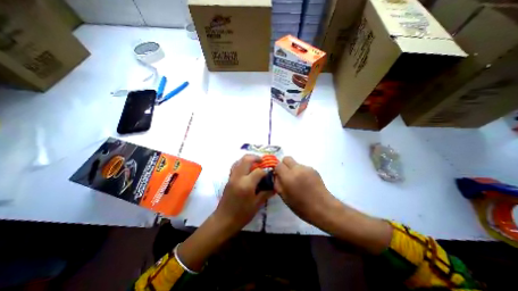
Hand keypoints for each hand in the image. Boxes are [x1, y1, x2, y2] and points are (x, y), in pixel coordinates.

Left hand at [178, 156, 272, 271]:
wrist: (224, 220)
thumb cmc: (242, 214)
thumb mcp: (257, 205)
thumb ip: (266, 193)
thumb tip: (274, 186)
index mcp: (246, 184)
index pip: (258, 171)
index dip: (265, 172)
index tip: (269, 174)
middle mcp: (238, 177)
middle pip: (246, 159)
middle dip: (256, 158)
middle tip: (262, 161)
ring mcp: (232, 177)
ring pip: (239, 161)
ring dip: (248, 159)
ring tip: (255, 163)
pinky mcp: (228, 179)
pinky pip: (235, 166)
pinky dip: (241, 163)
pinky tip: (246, 169)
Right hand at [273, 155, 337, 225]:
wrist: (323, 208)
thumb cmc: (301, 206)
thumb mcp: (284, 197)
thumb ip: (277, 183)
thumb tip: (275, 175)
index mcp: (288, 177)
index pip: (278, 165)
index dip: (276, 169)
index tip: (278, 176)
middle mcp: (297, 169)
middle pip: (287, 158)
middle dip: (284, 165)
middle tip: (286, 176)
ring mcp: (306, 168)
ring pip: (295, 163)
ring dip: (293, 169)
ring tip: (298, 181)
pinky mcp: (313, 169)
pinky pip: (303, 167)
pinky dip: (301, 172)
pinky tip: (306, 182)